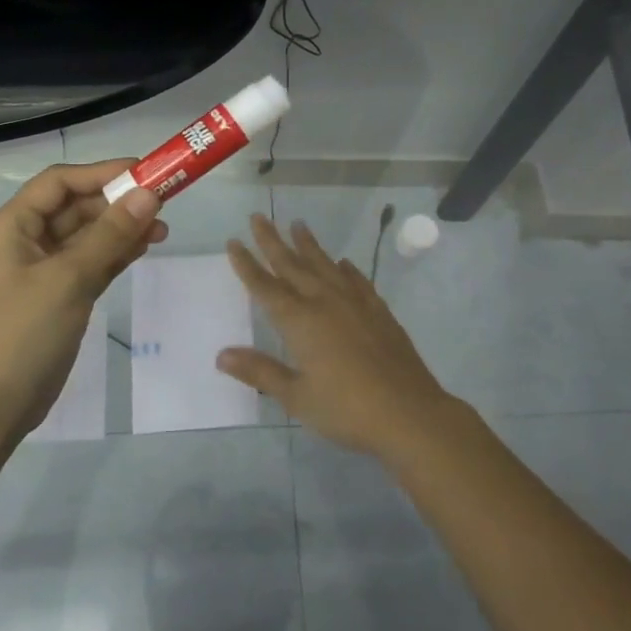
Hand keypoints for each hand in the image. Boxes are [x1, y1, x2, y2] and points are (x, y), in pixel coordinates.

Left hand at [0, 160, 165, 439]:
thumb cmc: (22, 332)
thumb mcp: (68, 278)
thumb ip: (110, 235)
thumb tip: (149, 195)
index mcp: (12, 226)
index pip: (59, 183)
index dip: (101, 173)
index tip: (145, 172)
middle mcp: (25, 241)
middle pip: (75, 208)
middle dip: (117, 203)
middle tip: (163, 203)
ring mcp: (43, 272)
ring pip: (87, 237)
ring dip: (121, 229)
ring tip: (163, 228)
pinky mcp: (59, 298)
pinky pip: (91, 264)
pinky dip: (116, 254)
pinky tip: (144, 247)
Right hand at [217, 213, 460, 459]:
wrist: (409, 412)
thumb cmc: (346, 409)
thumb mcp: (296, 396)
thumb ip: (260, 372)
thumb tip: (222, 355)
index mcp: (300, 322)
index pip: (265, 287)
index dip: (247, 265)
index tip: (234, 242)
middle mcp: (325, 303)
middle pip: (293, 266)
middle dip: (273, 241)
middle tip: (259, 217)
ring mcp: (355, 304)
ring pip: (326, 266)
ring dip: (309, 245)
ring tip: (298, 225)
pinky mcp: (379, 312)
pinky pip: (357, 281)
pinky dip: (347, 269)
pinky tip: (343, 263)